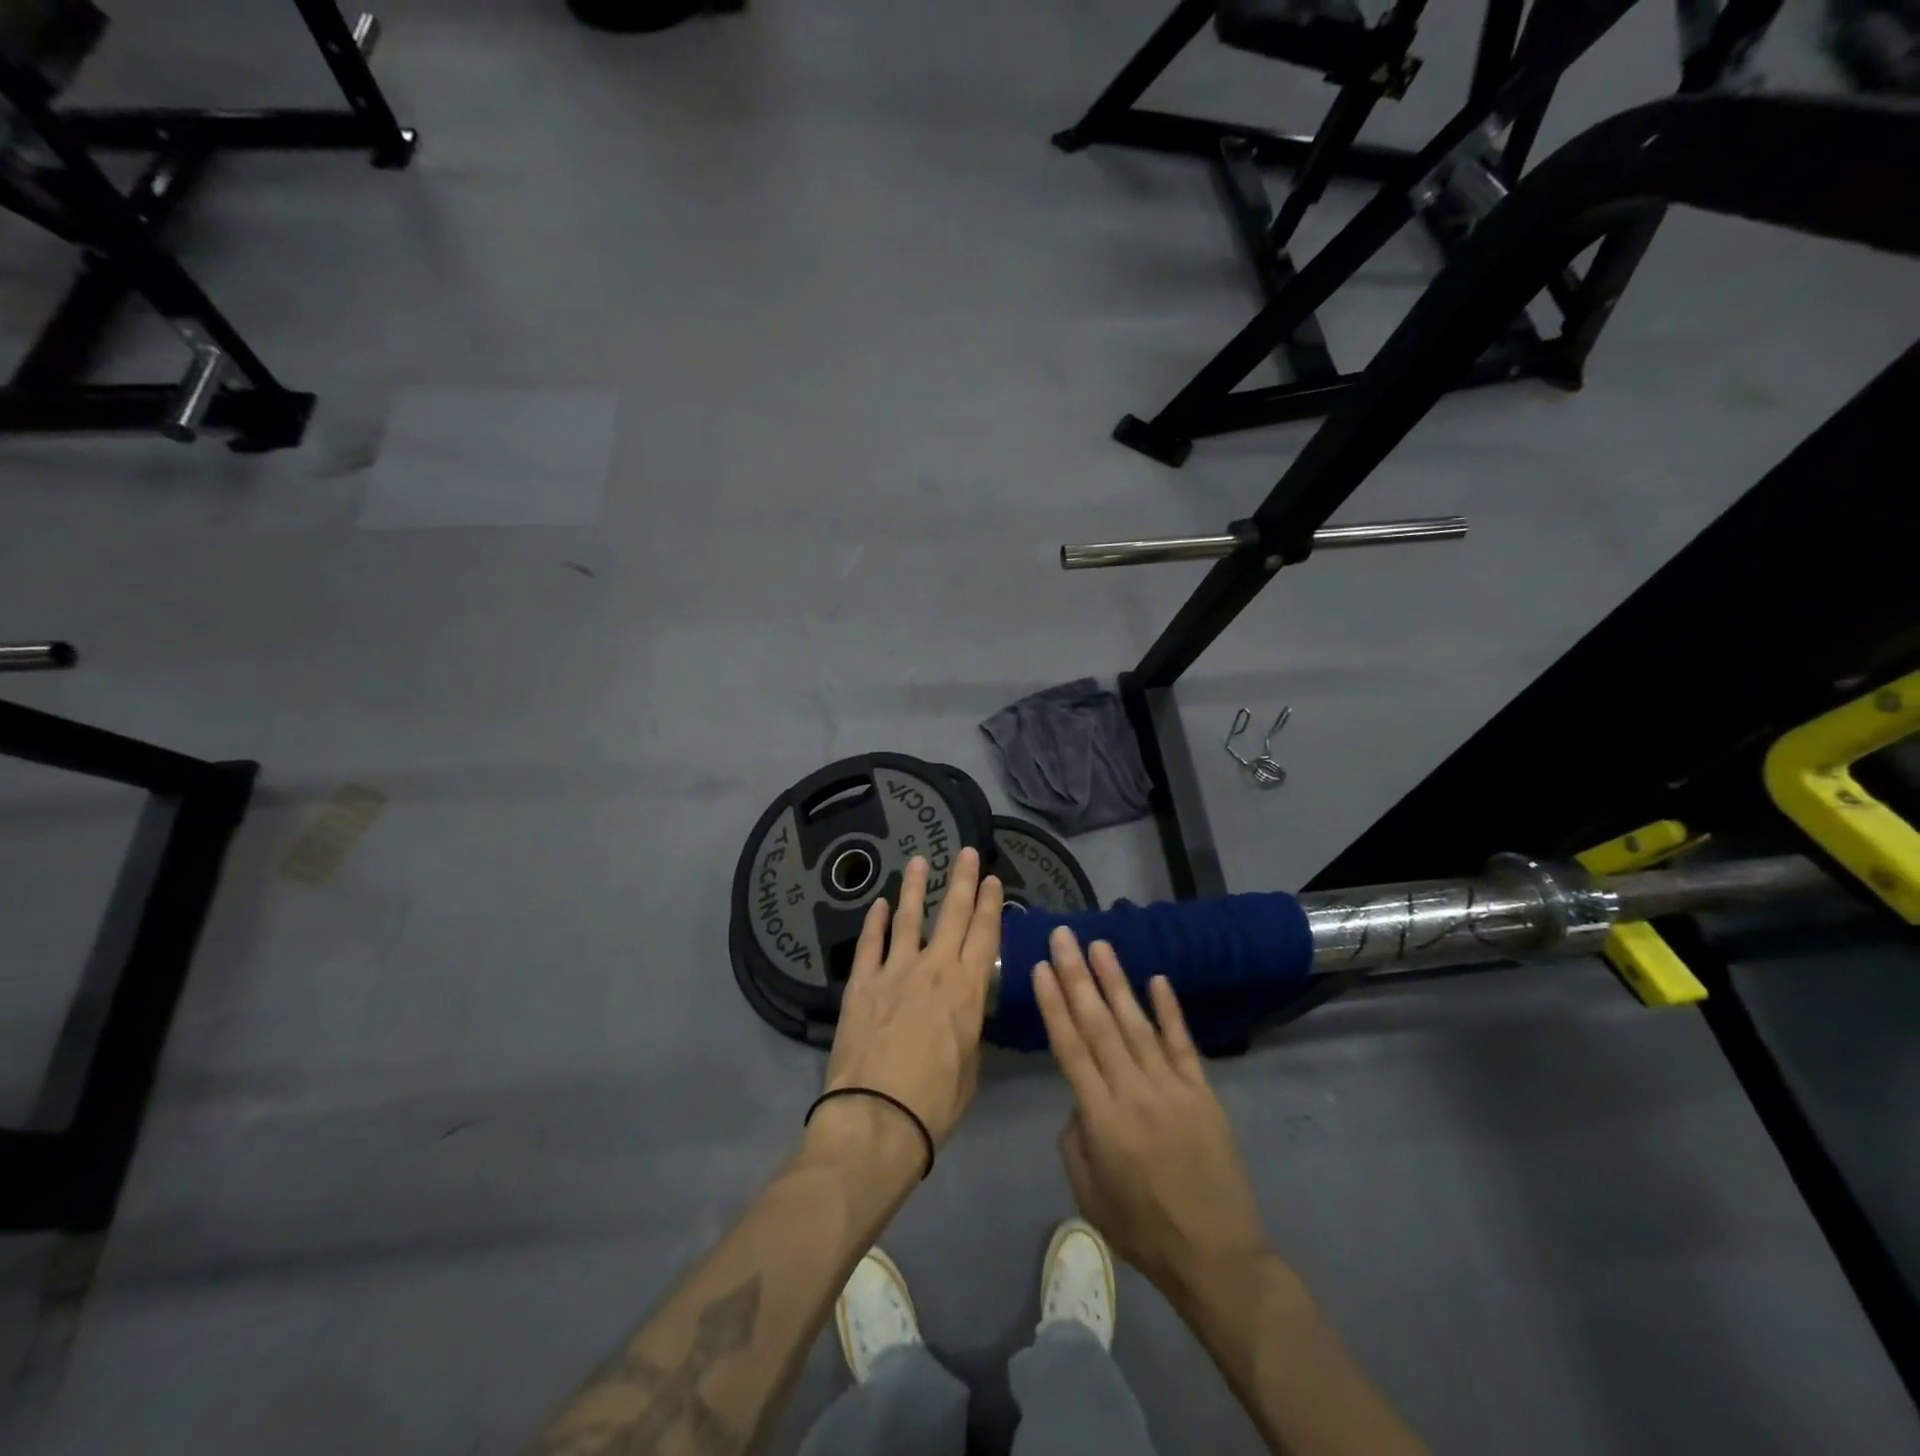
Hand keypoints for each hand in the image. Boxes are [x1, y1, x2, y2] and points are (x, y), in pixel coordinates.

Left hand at [823, 847, 1002, 1150]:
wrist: (877, 1115)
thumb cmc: (935, 1101)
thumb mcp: (969, 1067)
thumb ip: (967, 1030)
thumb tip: (963, 1014)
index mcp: (967, 989)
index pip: (984, 934)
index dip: (990, 904)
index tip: (992, 879)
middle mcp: (935, 968)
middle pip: (952, 914)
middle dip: (962, 880)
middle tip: (966, 852)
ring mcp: (895, 970)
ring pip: (908, 918)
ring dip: (915, 887)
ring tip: (919, 860)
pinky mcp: (862, 982)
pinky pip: (870, 943)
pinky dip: (874, 922)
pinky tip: (877, 904)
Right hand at [1034, 928, 1267, 1308]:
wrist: (1217, 1257)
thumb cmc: (1143, 1231)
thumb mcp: (1088, 1195)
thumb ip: (1075, 1140)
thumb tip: (1079, 1099)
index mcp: (1102, 1120)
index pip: (1071, 1048)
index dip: (1054, 1005)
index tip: (1041, 967)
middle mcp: (1134, 1094)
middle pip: (1099, 1025)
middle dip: (1077, 976)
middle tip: (1063, 937)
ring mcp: (1172, 1089)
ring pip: (1137, 1024)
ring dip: (1116, 982)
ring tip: (1099, 945)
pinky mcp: (1203, 1093)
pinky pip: (1183, 1044)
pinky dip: (1169, 1010)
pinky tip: (1156, 979)